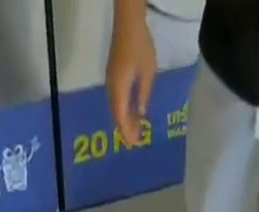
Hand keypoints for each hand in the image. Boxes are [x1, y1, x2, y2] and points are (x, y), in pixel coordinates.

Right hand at [105, 2, 157, 148]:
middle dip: (127, 129)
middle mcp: (112, 89)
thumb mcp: (148, 73)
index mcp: (119, 90)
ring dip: (126, 119)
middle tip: (138, 138)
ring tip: (138, 127)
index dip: (128, 133)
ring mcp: (111, 82)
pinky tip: (133, 111)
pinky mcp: (113, 75)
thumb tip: (141, 114)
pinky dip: (124, 109)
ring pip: (116, 108)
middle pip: (117, 116)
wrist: (128, 21)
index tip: (137, 143)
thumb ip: (143, 95)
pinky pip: (117, 99)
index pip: (121, 119)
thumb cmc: (140, 46)